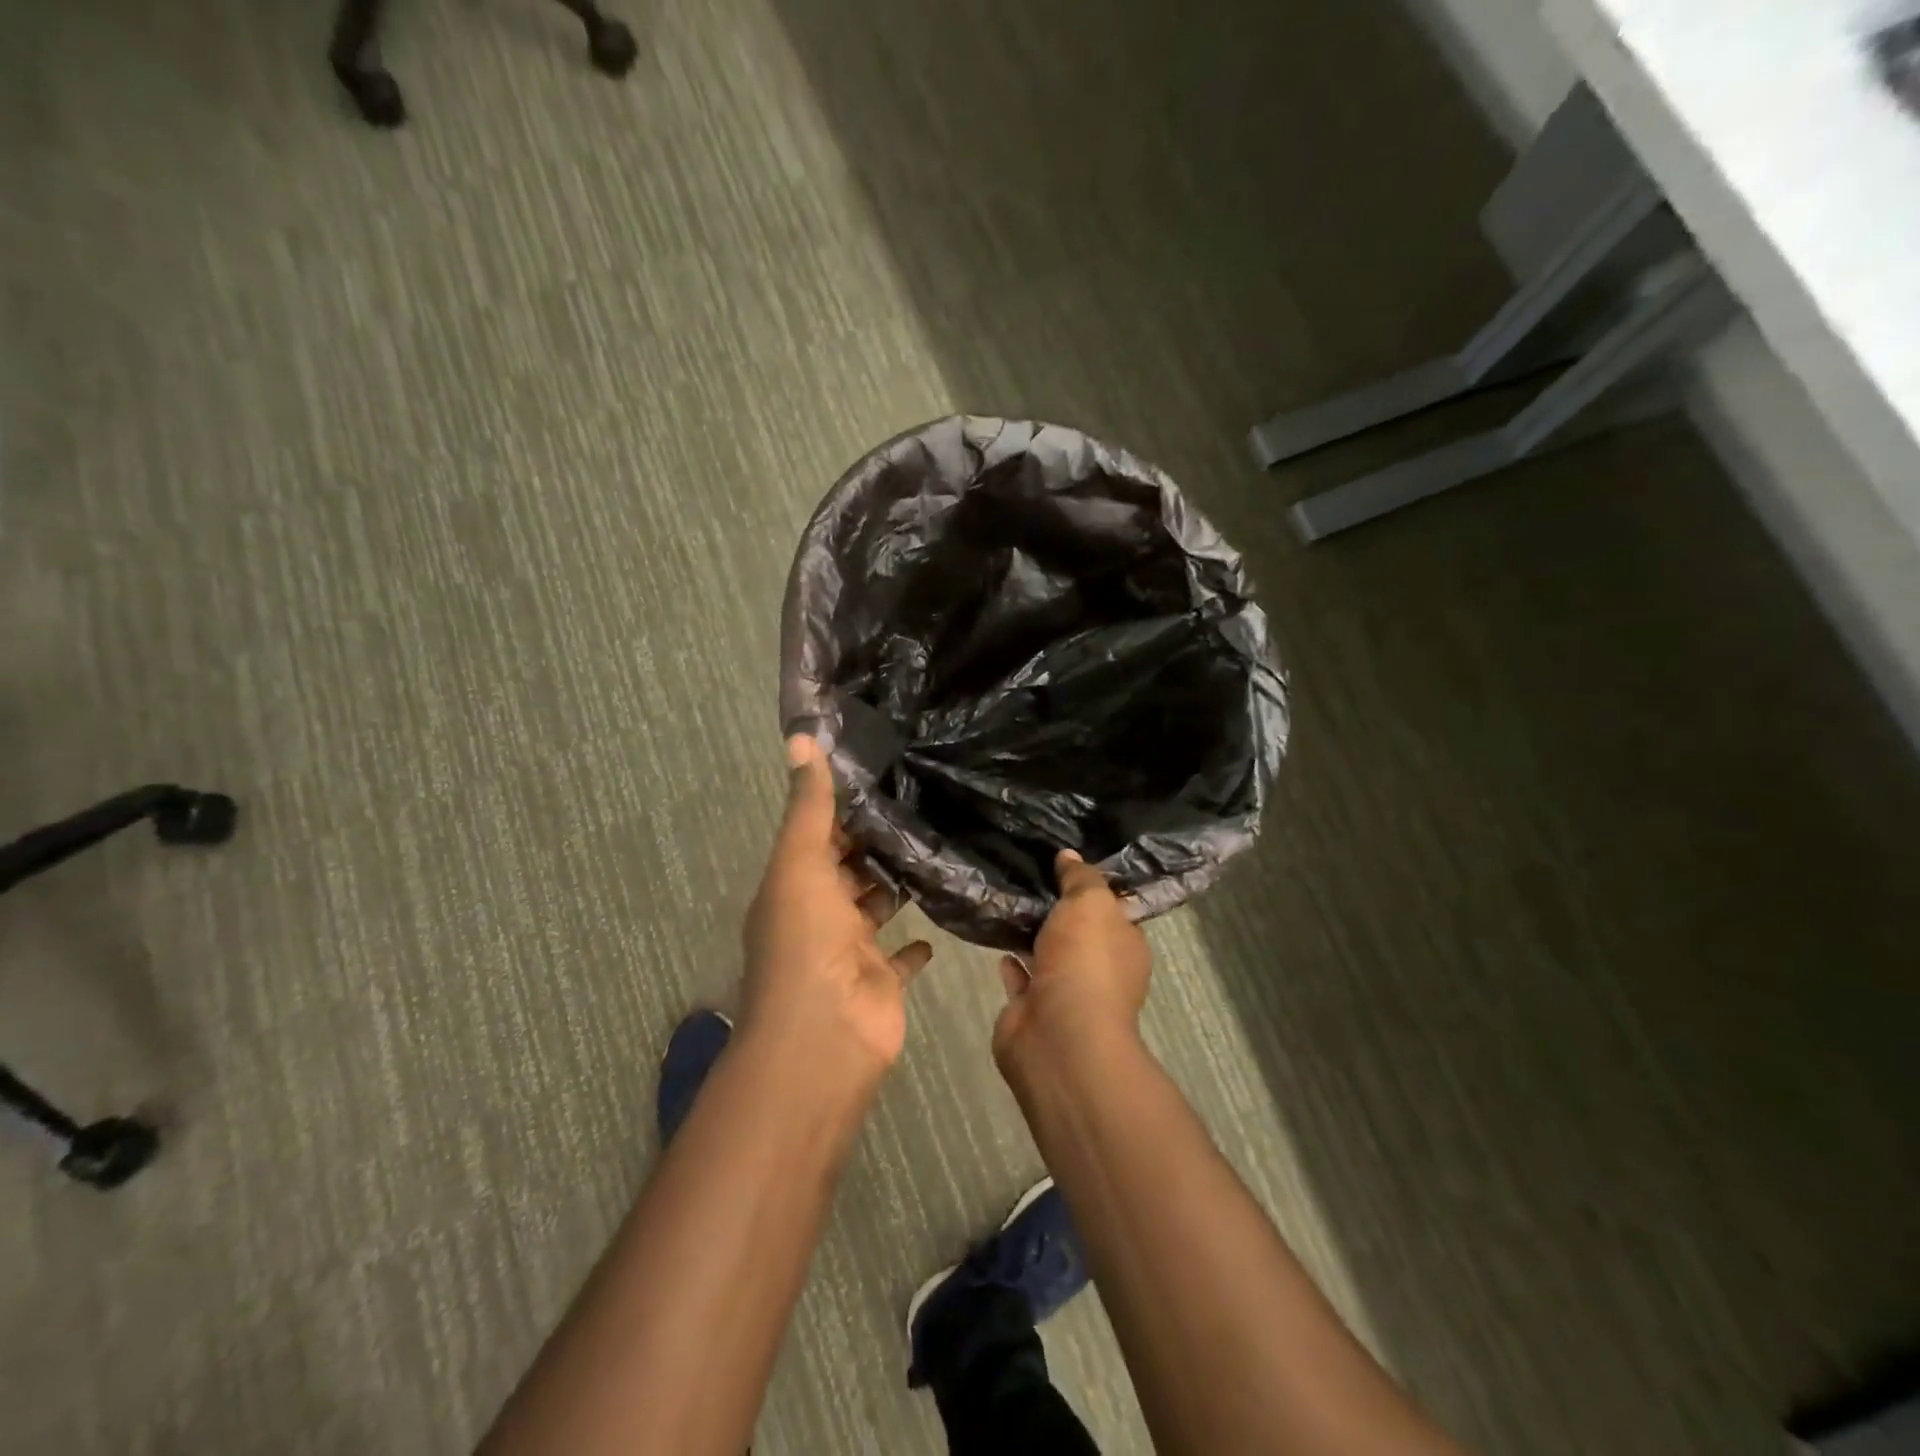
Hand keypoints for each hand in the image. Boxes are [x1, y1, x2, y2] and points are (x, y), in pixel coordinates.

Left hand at [740, 735, 932, 1081]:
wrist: (824, 1034)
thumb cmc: (806, 941)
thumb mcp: (801, 862)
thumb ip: (808, 805)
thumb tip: (800, 737)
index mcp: (794, 885)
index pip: (819, 836)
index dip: (843, 808)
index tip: (882, 774)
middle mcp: (819, 914)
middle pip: (847, 870)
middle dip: (874, 844)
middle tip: (921, 805)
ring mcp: (851, 950)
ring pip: (875, 908)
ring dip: (895, 886)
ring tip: (937, 848)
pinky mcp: (882, 980)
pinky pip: (902, 957)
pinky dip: (916, 943)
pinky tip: (939, 920)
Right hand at [994, 850, 1151, 1073]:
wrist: (1059, 1035)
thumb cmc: (1086, 961)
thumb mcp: (1090, 903)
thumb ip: (1080, 877)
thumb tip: (1069, 855)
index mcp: (1125, 946)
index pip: (1113, 911)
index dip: (1093, 889)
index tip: (1066, 864)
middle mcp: (1100, 971)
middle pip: (1079, 934)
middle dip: (1059, 913)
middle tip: (1028, 876)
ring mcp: (1066, 994)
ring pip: (1048, 956)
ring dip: (1032, 937)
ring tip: (1008, 901)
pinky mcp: (1032, 1011)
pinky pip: (1022, 979)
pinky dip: (1012, 963)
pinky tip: (996, 939)